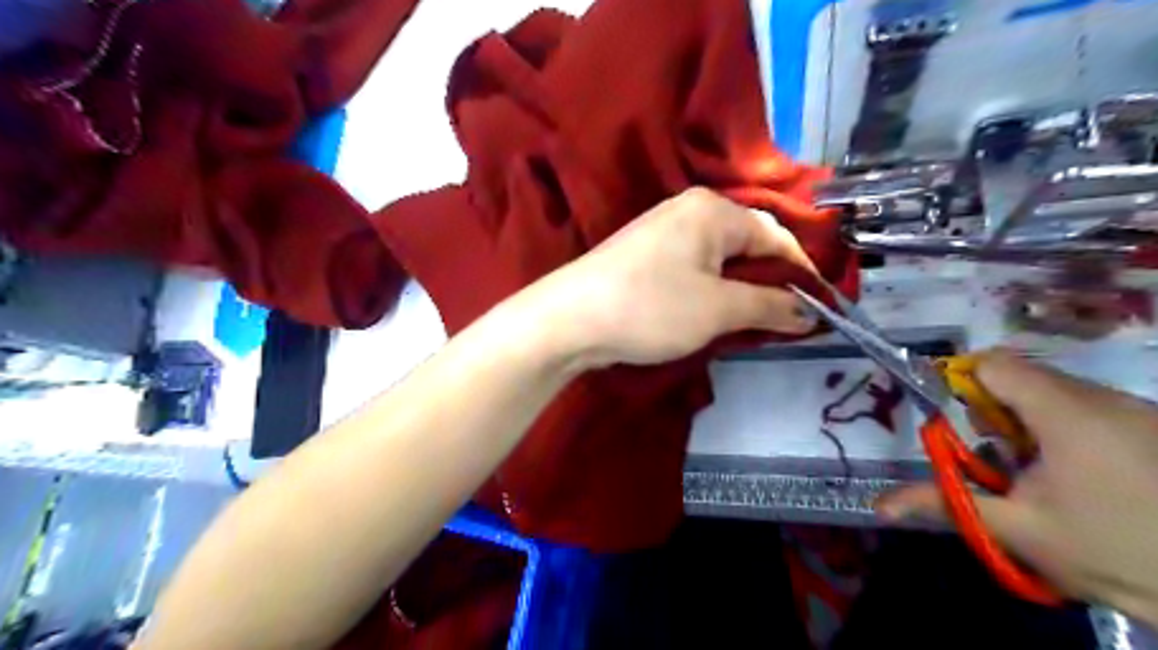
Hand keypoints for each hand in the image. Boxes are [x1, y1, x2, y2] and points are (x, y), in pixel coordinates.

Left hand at [525, 188, 812, 370]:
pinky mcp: (646, 255)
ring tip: (755, 323)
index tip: (820, 309)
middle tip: (787, 320)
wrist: (569, 319)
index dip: (803, 273)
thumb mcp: (719, 309)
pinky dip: (713, 291)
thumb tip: (810, 312)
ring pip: (721, 259)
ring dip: (742, 290)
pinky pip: (696, 268)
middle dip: (771, 282)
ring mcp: (663, 231)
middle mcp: (689, 210)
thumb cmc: (651, 307)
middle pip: (748, 244)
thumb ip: (770, 306)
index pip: (776, 236)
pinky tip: (715, 314)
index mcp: (713, 210)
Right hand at [879, 353, 1157, 627]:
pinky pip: (1092, 407)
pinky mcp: (1157, 426)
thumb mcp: (1017, 530)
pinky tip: (1082, 476)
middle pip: (1023, 378)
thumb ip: (945, 503)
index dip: (963, 383)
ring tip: (1040, 473)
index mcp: (1065, 415)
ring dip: (1030, 422)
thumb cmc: (1111, 554)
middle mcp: (1104, 399)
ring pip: (1057, 392)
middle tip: (999, 461)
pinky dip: (1067, 429)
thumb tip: (879, 505)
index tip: (959, 422)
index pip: (993, 365)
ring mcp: (1139, 410)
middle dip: (995, 412)